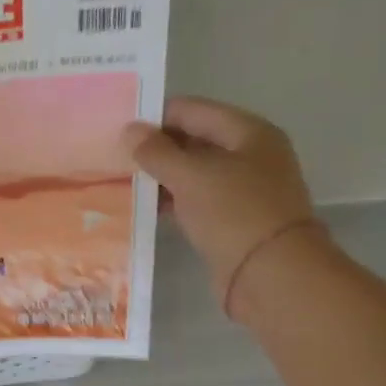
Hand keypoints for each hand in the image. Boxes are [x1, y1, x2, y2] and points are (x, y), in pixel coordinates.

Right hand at [122, 97, 319, 314]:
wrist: (272, 275)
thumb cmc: (234, 213)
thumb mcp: (190, 176)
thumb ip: (157, 152)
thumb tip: (130, 131)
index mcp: (248, 132)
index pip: (192, 110)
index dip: (155, 117)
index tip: (118, 130)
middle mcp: (249, 154)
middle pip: (192, 140)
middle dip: (155, 148)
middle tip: (113, 157)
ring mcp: (242, 188)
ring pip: (192, 172)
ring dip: (160, 176)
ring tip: (120, 181)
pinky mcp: (232, 218)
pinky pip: (195, 199)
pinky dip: (171, 200)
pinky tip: (142, 207)